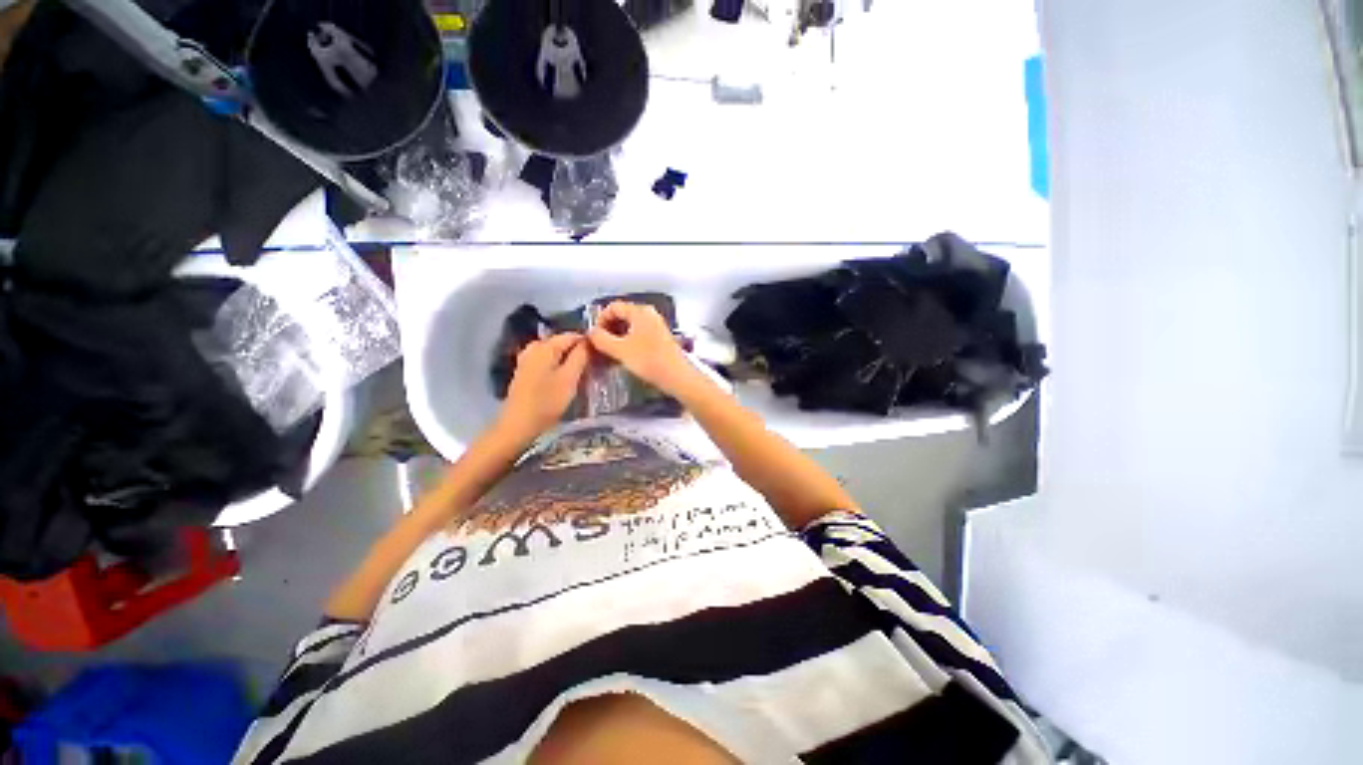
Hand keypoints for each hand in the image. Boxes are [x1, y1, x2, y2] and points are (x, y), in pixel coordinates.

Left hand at [500, 333, 589, 437]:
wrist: (519, 425)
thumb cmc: (547, 401)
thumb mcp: (570, 378)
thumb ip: (581, 356)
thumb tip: (590, 340)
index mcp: (545, 346)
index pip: (572, 336)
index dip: (588, 343)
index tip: (601, 355)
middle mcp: (534, 347)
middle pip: (562, 343)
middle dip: (578, 351)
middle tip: (594, 365)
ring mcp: (527, 359)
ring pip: (555, 353)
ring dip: (569, 360)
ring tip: (582, 372)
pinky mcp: (525, 371)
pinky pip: (547, 361)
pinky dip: (559, 366)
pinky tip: (566, 378)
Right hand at [587, 301, 696, 395]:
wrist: (677, 376)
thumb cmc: (649, 360)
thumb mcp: (620, 350)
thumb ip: (601, 339)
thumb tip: (591, 333)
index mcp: (640, 311)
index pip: (613, 307)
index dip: (600, 320)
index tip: (594, 336)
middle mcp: (649, 314)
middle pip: (622, 315)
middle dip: (608, 329)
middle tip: (599, 345)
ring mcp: (656, 326)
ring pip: (630, 326)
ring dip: (617, 337)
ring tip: (609, 353)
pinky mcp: (660, 338)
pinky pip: (638, 334)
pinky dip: (628, 342)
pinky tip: (623, 356)